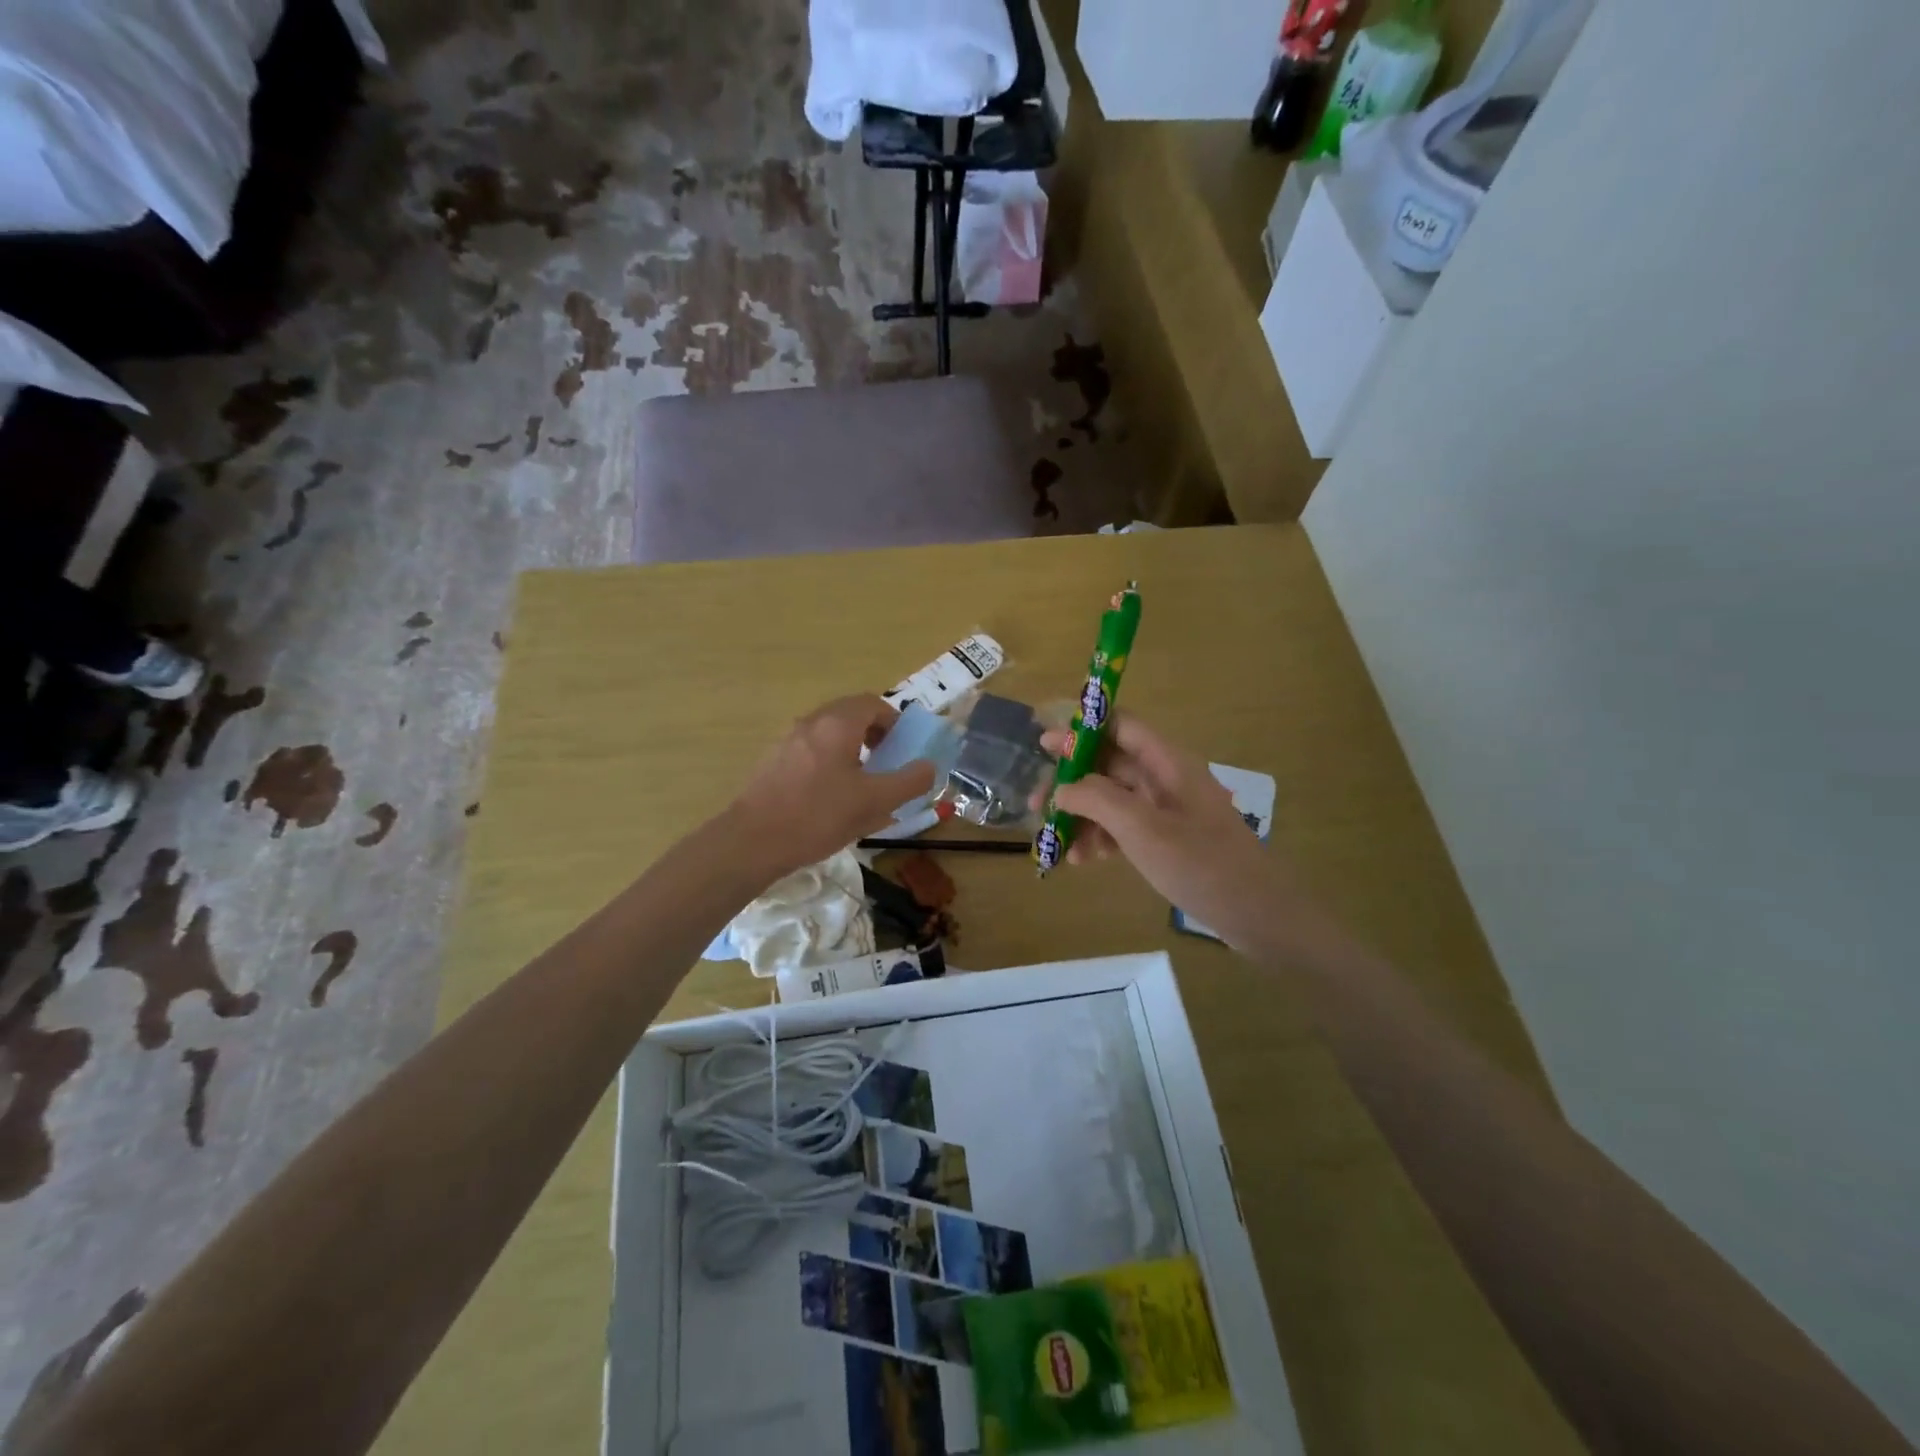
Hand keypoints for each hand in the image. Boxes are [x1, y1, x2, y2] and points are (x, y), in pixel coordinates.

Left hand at [727, 696, 935, 879]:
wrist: (753, 841)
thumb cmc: (819, 816)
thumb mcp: (875, 802)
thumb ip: (909, 782)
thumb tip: (928, 767)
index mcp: (837, 724)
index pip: (872, 704)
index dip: (894, 721)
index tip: (903, 747)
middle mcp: (810, 723)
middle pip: (849, 714)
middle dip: (873, 734)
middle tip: (885, 763)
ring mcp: (787, 741)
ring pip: (828, 733)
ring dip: (851, 749)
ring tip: (860, 783)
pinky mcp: (772, 761)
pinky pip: (810, 750)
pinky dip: (828, 761)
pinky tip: (829, 797)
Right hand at [1035, 715, 1308, 951]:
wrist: (1258, 915)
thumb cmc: (1202, 864)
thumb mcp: (1143, 829)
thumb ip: (1097, 800)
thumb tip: (1062, 788)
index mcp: (1167, 763)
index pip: (1120, 725)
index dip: (1081, 728)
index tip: (1043, 742)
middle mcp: (1166, 779)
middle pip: (1110, 764)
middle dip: (1071, 781)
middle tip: (1036, 802)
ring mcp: (1168, 811)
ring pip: (1113, 799)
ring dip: (1082, 815)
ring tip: (1053, 841)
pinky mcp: (1169, 839)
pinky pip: (1124, 827)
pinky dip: (1101, 838)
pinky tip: (1081, 860)